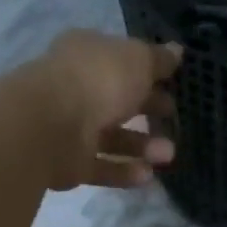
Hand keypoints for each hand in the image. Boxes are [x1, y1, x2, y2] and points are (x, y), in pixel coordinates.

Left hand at [27, 30, 181, 190]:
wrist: (49, 126)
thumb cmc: (98, 81)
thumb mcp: (138, 60)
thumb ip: (159, 59)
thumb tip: (178, 50)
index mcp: (86, 55)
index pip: (119, 61)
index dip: (147, 71)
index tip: (174, 84)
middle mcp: (75, 89)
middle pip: (116, 100)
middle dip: (148, 110)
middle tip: (174, 118)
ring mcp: (68, 127)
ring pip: (111, 137)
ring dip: (142, 146)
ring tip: (168, 154)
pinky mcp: (67, 163)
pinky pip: (101, 167)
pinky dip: (124, 171)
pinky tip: (148, 175)